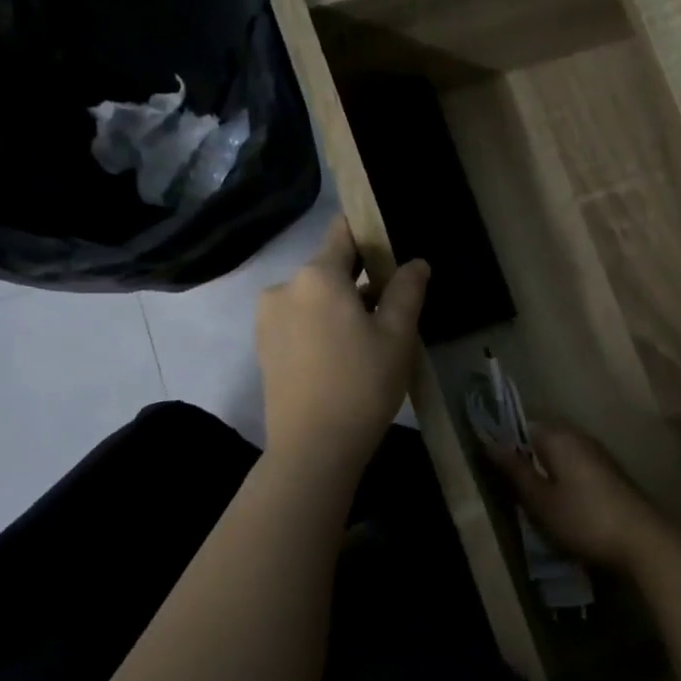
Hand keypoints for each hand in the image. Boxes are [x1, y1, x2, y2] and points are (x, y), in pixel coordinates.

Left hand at [256, 216, 428, 471]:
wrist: (313, 448)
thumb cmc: (362, 384)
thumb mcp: (397, 336)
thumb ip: (407, 291)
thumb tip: (415, 263)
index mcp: (317, 275)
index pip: (343, 233)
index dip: (369, 233)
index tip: (392, 247)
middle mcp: (285, 287)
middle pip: (329, 268)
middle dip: (360, 279)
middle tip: (394, 305)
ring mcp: (268, 318)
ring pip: (314, 297)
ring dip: (341, 306)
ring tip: (372, 337)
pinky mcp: (264, 347)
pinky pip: (299, 321)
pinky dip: (322, 326)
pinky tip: (344, 355)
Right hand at [483, 424, 674, 572]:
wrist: (642, 541)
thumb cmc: (583, 519)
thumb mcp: (540, 500)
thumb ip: (515, 470)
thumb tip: (489, 442)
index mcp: (559, 436)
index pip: (522, 426)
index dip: (505, 444)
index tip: (492, 469)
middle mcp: (580, 437)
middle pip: (543, 440)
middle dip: (526, 460)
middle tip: (510, 490)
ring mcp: (599, 455)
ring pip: (561, 456)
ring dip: (546, 473)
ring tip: (533, 502)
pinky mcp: (611, 475)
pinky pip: (576, 469)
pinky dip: (564, 482)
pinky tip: (561, 507)